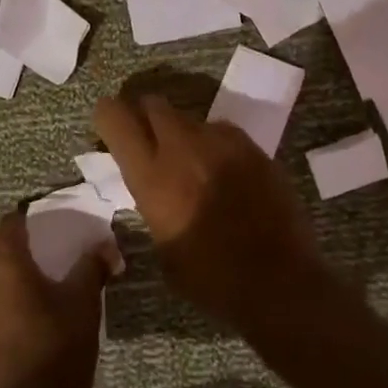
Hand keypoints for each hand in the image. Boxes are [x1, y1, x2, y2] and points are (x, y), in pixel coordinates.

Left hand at [0, 214, 115, 387]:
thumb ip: (90, 270)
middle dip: (7, 255)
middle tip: (35, 270)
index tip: (46, 233)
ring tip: (7, 310)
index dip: (28, 223)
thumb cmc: (53, 361)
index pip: (11, 223)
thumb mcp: (83, 311)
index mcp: (1, 264)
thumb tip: (103, 245)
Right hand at [94, 90, 325, 330]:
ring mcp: (222, 143)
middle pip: (153, 104)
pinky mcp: (254, 148)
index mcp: (151, 176)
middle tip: (149, 142)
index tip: (109, 128)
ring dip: (182, 134)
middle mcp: (183, 148)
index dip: (108, 116)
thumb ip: (150, 200)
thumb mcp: (162, 243)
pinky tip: (224, 173)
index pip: (115, 117)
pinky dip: (214, 145)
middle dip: (145, 117)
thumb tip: (151, 183)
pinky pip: (222, 133)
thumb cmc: (210, 278)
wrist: (279, 282)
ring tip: (192, 164)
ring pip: (189, 118)